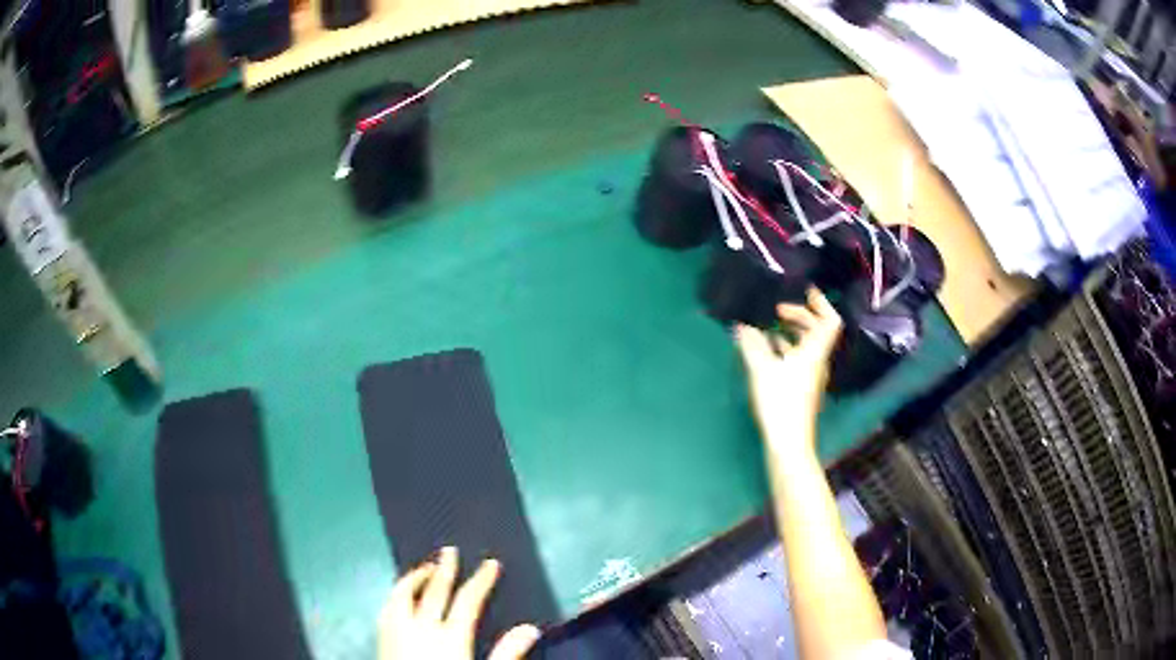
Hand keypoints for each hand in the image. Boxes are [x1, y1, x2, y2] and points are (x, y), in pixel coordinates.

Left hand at [378, 546, 541, 659]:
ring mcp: (397, 632)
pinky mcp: (381, 639)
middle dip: (444, 570)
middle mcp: (421, 628)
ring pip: (402, 595)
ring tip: (424, 568)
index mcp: (450, 637)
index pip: (468, 601)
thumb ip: (507, 653)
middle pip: (434, 592)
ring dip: (414, 578)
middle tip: (449, 551)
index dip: (481, 581)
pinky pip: (386, 607)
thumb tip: (530, 629)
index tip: (490, 564)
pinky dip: (395, 595)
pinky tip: (398, 596)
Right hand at [735, 287, 842, 454]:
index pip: (830, 321)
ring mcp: (810, 376)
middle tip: (776, 310)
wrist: (788, 442)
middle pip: (817, 330)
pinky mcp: (801, 388)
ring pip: (806, 345)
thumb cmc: (780, 402)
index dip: (822, 303)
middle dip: (799, 315)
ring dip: (790, 333)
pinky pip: (797, 358)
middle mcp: (817, 361)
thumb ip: (752, 344)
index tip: (805, 290)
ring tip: (767, 328)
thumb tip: (742, 325)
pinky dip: (784, 349)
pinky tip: (765, 352)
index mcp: (814, 352)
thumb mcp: (762, 369)